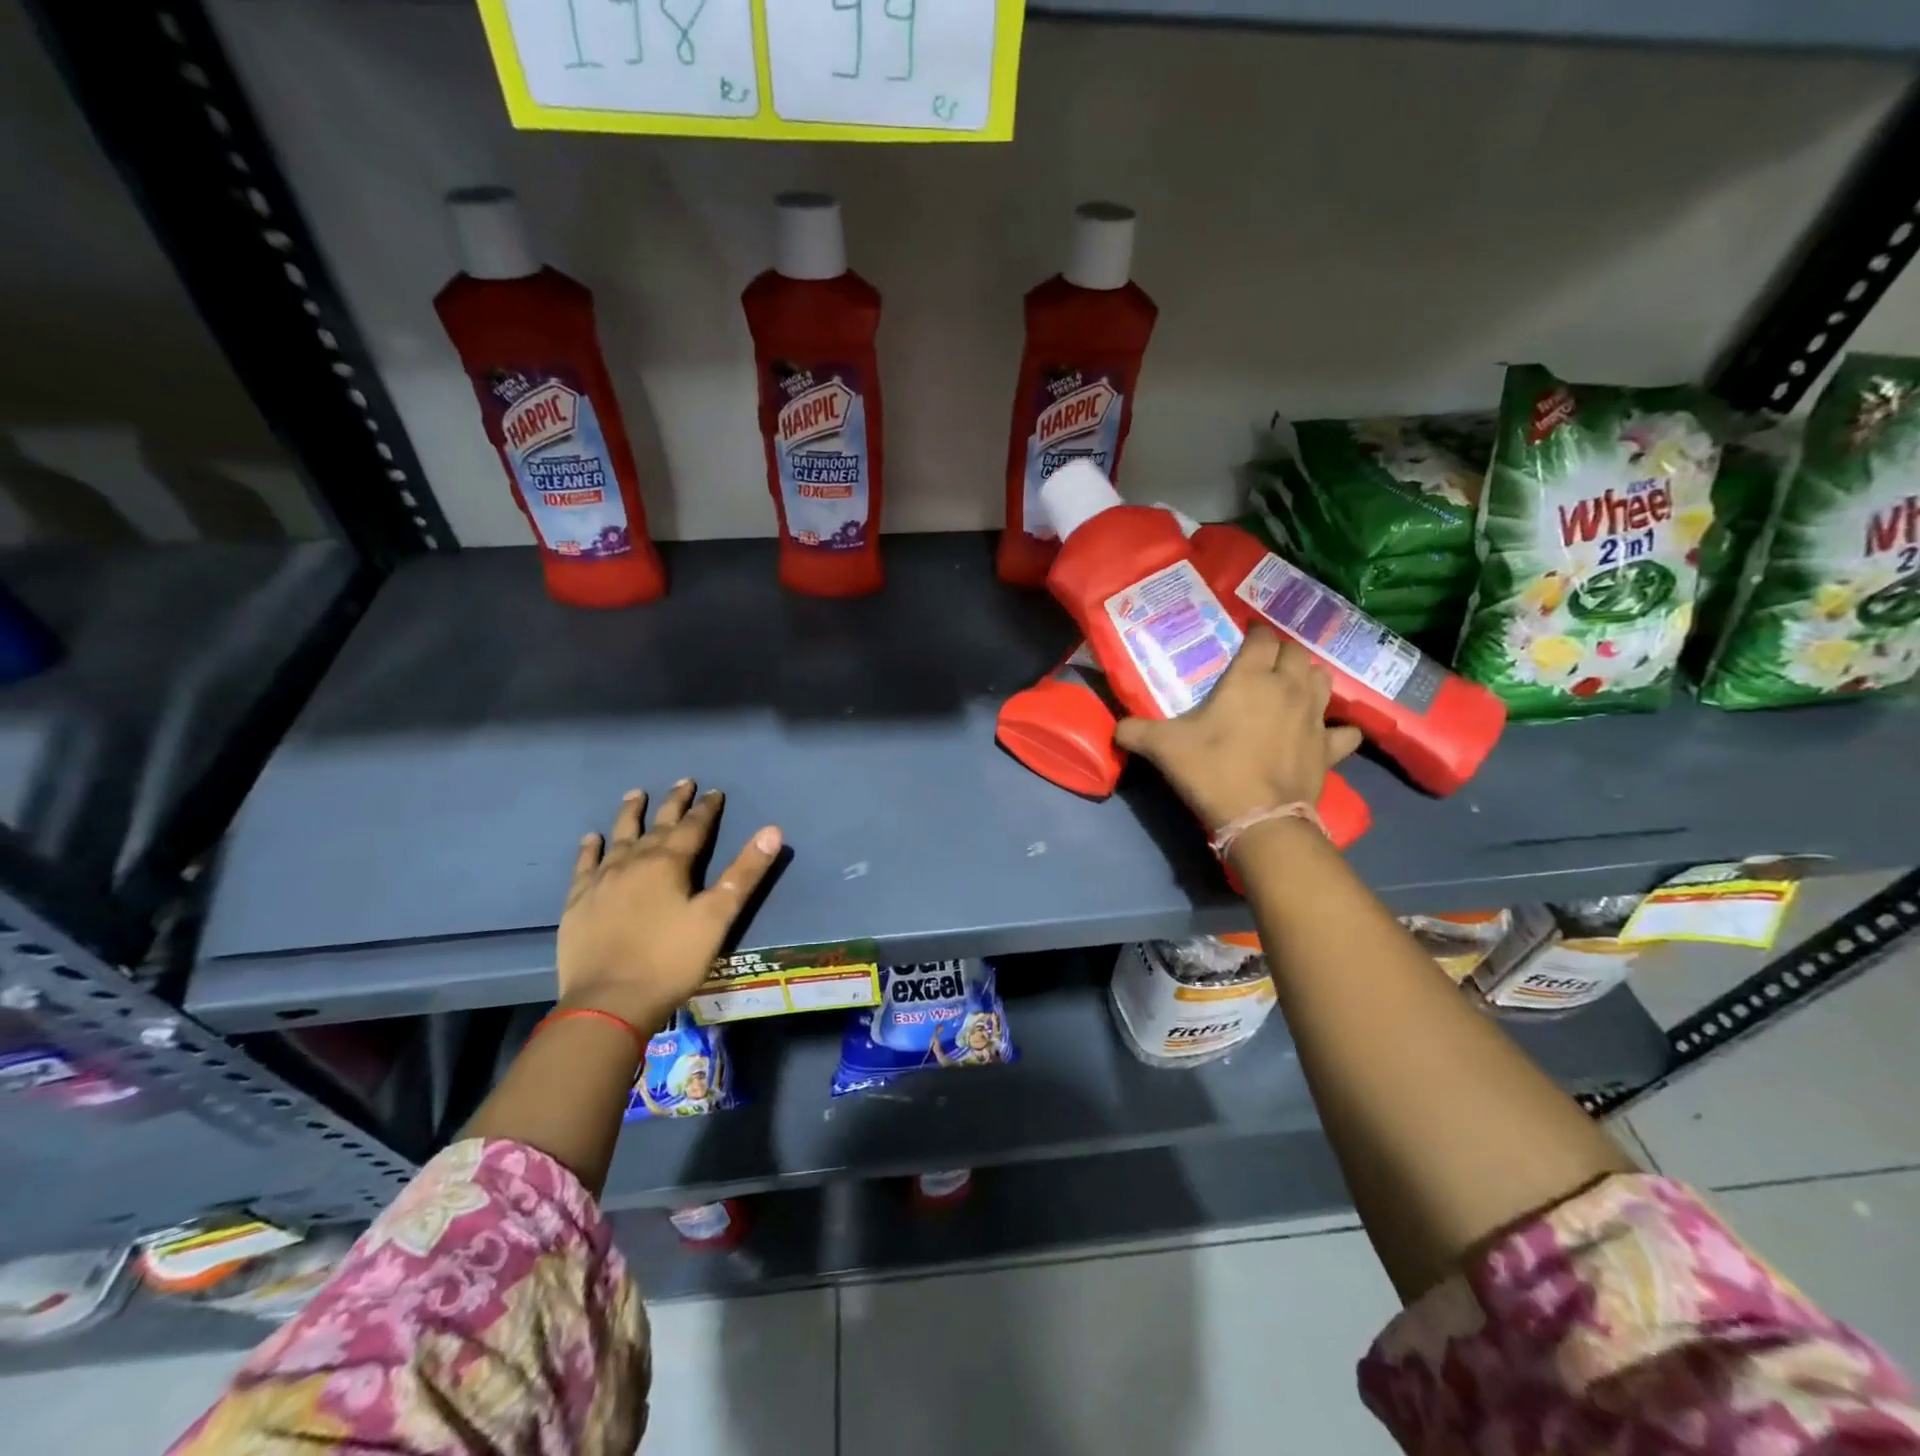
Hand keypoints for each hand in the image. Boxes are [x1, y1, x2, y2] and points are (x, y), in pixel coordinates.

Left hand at [555, 780, 782, 1031]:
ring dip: (631, 815)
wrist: (609, 1002)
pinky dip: (590, 849)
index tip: (715, 791)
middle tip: (683, 782)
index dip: (707, 808)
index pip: (694, 827)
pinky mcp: (579, 902)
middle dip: (673, 803)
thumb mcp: (717, 917)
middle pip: (658, 825)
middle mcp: (634, 862)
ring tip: (636, 795)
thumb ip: (745, 872)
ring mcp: (602, 880)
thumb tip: (773, 830)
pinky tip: (592, 839)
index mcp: (670, 863)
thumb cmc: (671, 960)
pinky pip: (585, 865)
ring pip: (619, 837)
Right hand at [1114, 626, 1362, 830]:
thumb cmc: (1211, 770)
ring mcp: (1314, 717)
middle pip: (1297, 652)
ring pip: (1323, 680)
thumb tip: (1114, 728)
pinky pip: (1343, 731)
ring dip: (1310, 678)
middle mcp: (1288, 687)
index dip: (1253, 634)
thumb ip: (1135, 731)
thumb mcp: (1162, 747)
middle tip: (1264, 665)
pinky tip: (1326, 734)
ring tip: (1293, 688)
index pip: (1261, 638)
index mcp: (1251, 677)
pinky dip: (1337, 729)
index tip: (1243, 640)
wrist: (1259, 818)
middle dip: (1282, 653)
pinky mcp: (1329, 748)